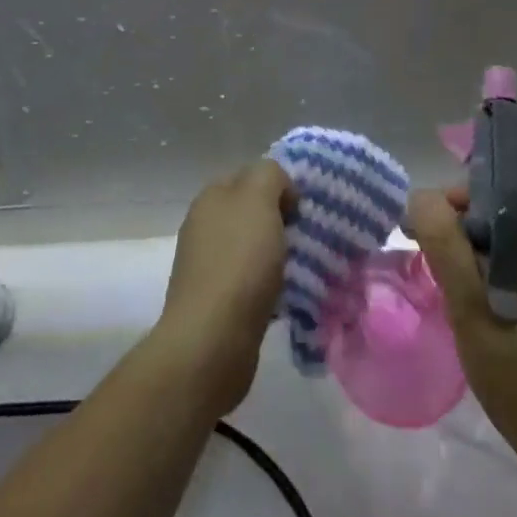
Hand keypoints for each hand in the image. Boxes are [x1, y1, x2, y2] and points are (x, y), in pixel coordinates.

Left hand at [151, 161, 294, 417]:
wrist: (212, 341)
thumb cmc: (239, 262)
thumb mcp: (258, 199)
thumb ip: (269, 176)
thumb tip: (279, 189)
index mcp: (211, 197)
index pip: (249, 175)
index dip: (278, 184)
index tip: (303, 207)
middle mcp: (205, 227)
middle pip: (251, 213)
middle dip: (282, 221)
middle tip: (311, 235)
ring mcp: (208, 266)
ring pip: (254, 248)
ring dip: (279, 255)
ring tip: (308, 267)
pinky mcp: (218, 303)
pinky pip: (252, 283)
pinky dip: (272, 286)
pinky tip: (291, 297)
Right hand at [407, 188, 516, 473]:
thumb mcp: (475, 320)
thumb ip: (447, 252)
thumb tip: (423, 198)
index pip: (500, 202)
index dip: (457, 209)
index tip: (424, 234)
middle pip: (515, 227)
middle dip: (471, 239)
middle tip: (436, 270)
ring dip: (491, 264)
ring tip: (460, 297)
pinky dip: (516, 285)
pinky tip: (497, 319)